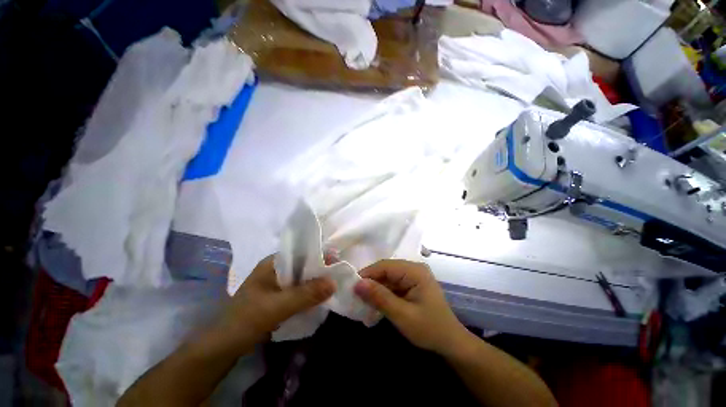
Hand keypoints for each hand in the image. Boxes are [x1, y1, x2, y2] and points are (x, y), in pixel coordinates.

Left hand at [219, 256, 335, 345]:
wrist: (220, 349)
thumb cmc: (245, 321)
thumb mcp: (278, 307)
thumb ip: (306, 294)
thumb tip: (334, 282)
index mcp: (273, 263)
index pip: (301, 252)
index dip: (319, 255)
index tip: (337, 262)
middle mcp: (275, 270)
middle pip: (303, 265)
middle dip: (319, 270)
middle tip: (339, 275)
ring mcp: (276, 284)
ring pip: (301, 279)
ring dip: (315, 282)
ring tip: (333, 285)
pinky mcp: (277, 298)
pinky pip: (297, 291)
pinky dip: (308, 293)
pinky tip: (319, 298)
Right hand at [353, 260, 468, 354]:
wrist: (451, 343)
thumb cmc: (430, 329)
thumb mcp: (402, 315)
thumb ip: (380, 298)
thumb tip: (357, 284)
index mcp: (415, 271)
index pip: (385, 266)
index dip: (367, 274)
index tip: (352, 287)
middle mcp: (414, 268)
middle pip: (386, 270)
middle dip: (371, 282)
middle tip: (355, 295)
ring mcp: (413, 276)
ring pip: (388, 277)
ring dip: (376, 288)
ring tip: (362, 300)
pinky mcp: (411, 284)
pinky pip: (393, 284)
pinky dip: (383, 292)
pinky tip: (375, 302)